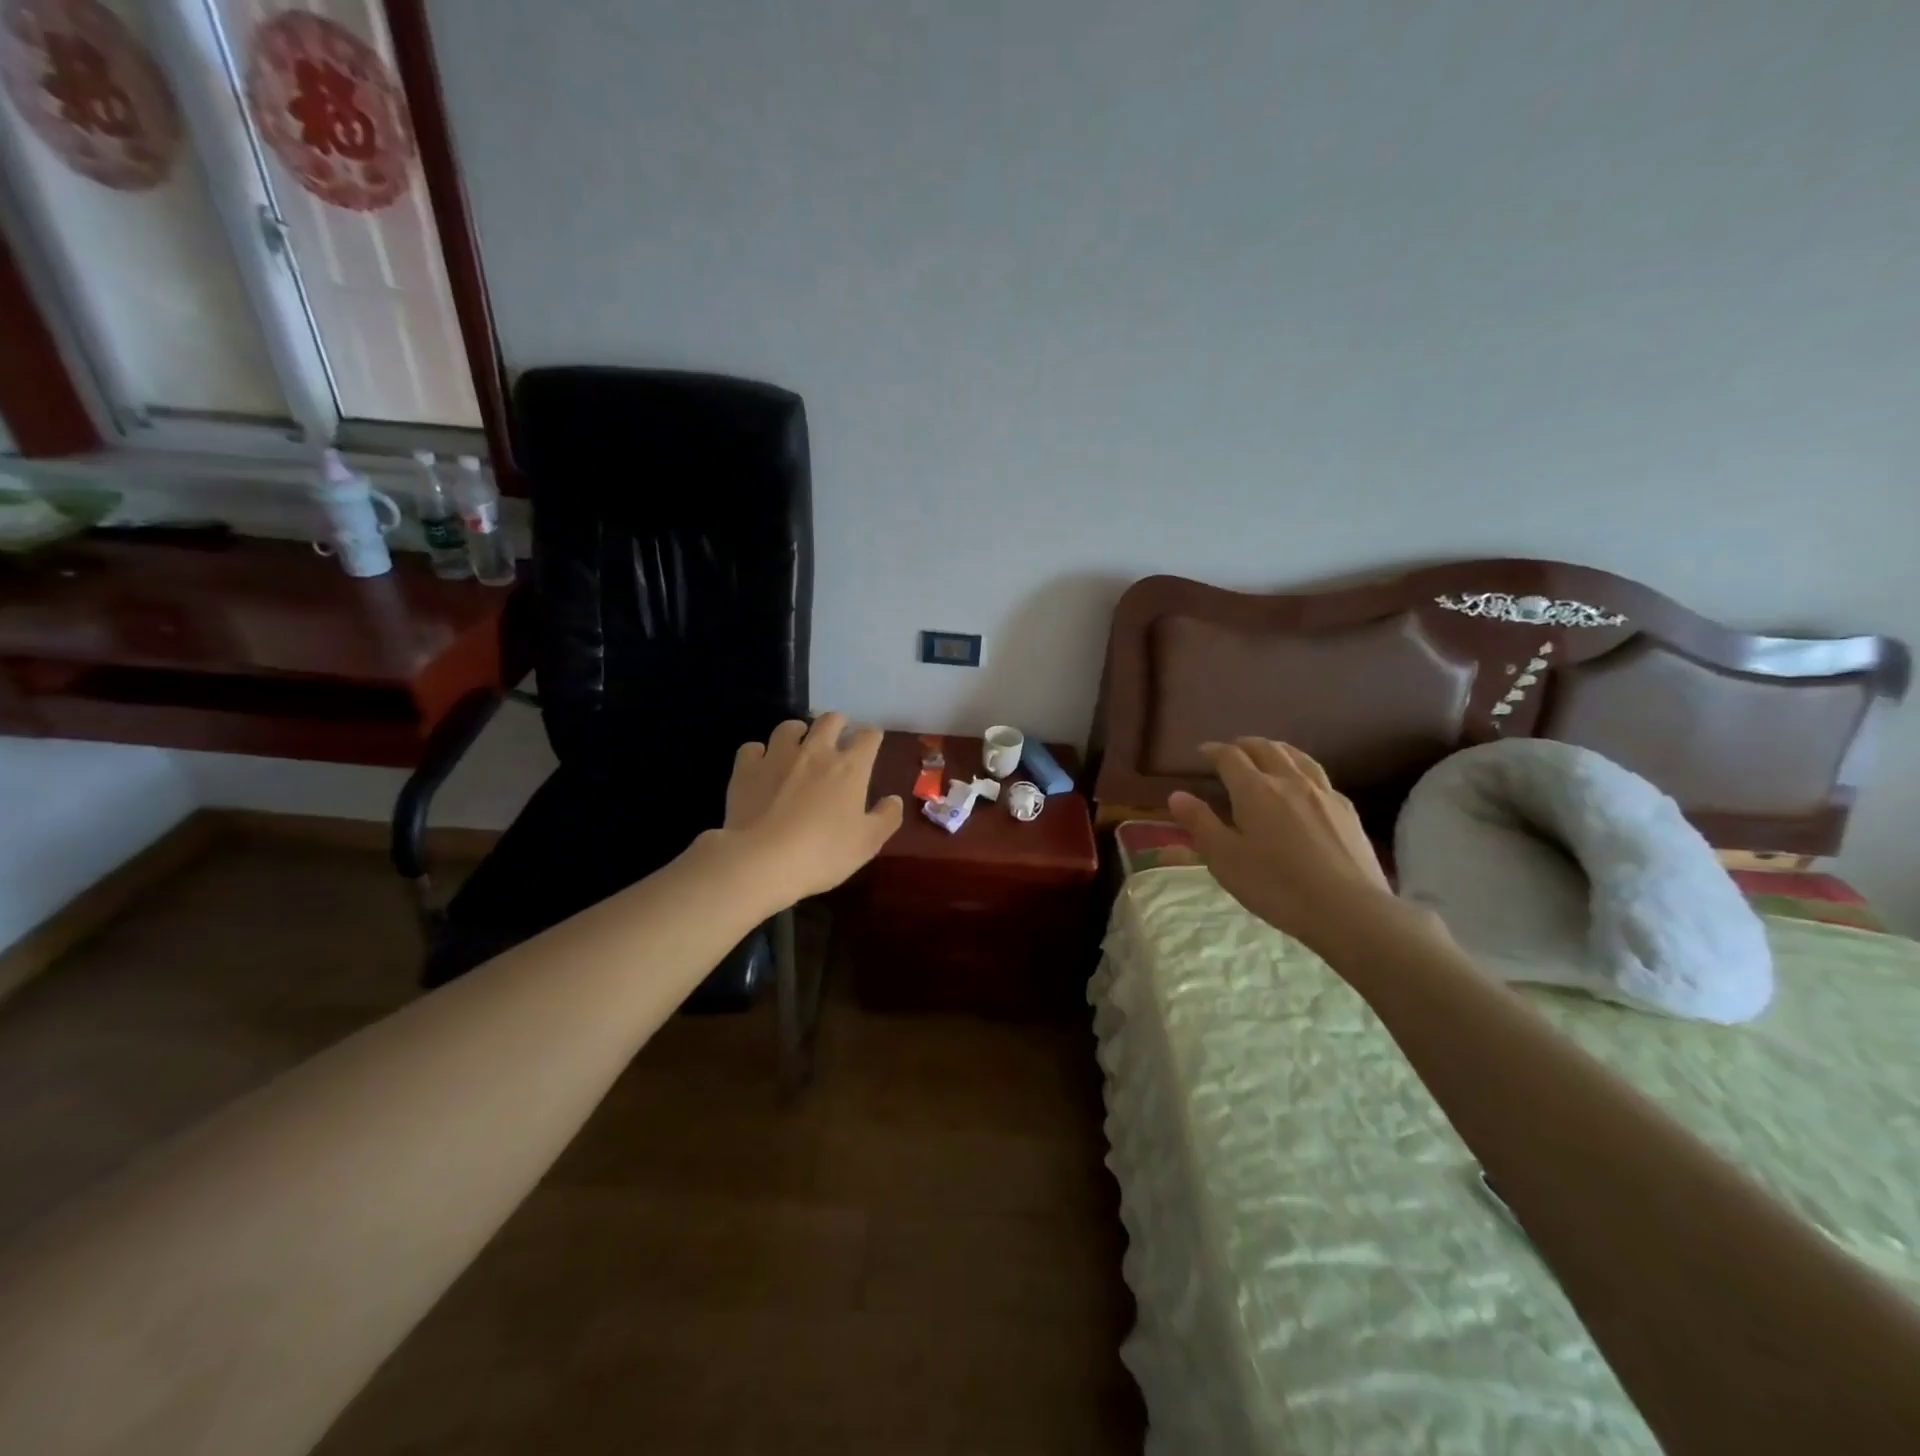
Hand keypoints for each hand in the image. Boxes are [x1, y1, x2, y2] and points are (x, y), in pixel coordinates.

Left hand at [718, 713, 903, 907]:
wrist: (762, 861)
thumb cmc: (823, 853)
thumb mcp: (868, 843)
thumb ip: (886, 818)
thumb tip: (894, 799)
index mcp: (850, 767)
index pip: (868, 736)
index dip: (872, 736)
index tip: (872, 743)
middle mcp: (815, 751)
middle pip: (830, 720)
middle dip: (838, 723)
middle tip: (839, 736)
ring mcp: (777, 756)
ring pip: (789, 727)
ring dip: (798, 732)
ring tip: (798, 745)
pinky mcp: (746, 769)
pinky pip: (753, 748)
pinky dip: (759, 753)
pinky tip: (761, 766)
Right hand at [1168, 738, 1397, 955]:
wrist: (1348, 908)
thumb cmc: (1276, 885)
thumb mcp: (1224, 859)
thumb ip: (1200, 823)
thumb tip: (1177, 795)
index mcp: (1254, 790)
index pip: (1230, 757)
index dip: (1213, 750)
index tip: (1202, 752)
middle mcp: (1289, 781)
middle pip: (1266, 748)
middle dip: (1245, 745)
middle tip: (1232, 750)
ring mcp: (1323, 793)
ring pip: (1297, 757)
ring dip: (1277, 749)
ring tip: (1268, 753)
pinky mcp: (1347, 810)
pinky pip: (1320, 777)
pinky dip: (1302, 770)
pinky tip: (1304, 786)